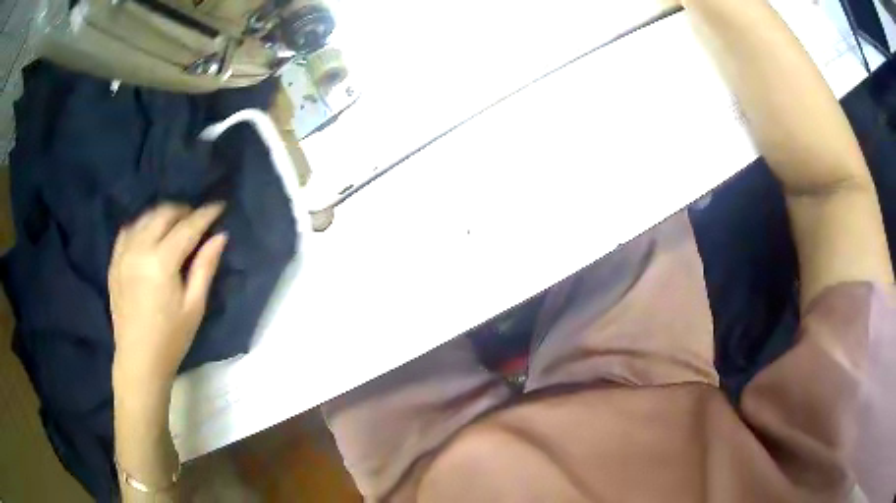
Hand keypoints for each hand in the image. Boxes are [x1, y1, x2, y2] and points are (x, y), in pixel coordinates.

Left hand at [109, 203, 227, 393]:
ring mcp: (123, 254)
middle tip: (197, 218)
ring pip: (144, 218)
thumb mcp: (194, 306)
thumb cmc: (171, 338)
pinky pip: (127, 231)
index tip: (219, 205)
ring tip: (175, 224)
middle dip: (183, 210)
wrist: (139, 360)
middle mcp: (139, 249)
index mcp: (161, 262)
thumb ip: (205, 267)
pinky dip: (141, 225)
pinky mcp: (114, 262)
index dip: (205, 214)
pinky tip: (149, 234)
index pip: (187, 227)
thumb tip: (220, 236)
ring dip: (162, 215)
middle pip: (163, 214)